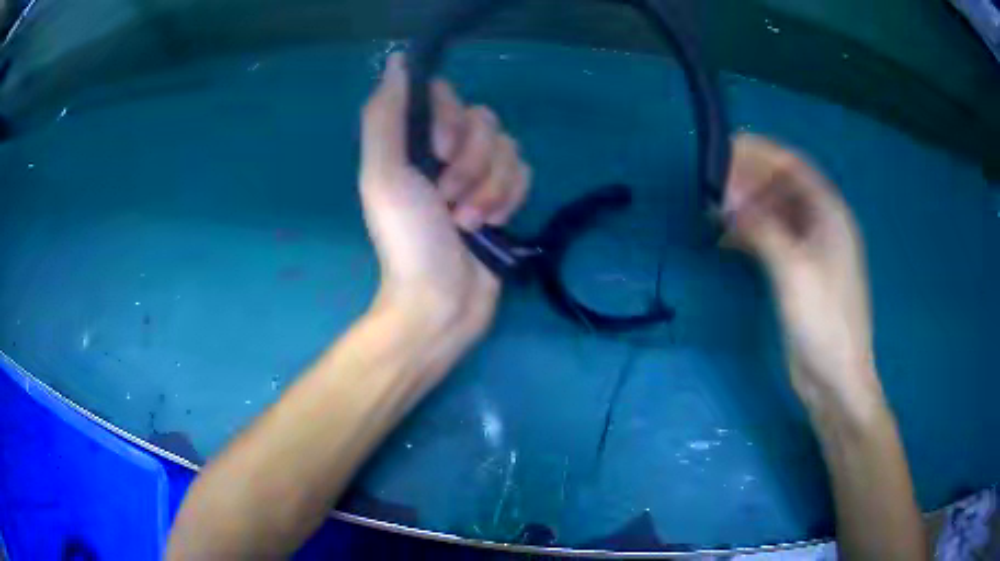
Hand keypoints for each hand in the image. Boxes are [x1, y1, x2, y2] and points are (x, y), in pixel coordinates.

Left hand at [360, 53, 530, 345]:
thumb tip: (398, 61)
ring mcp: (478, 174)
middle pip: (484, 121)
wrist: (441, 300)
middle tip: (449, 201)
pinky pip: (525, 173)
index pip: (446, 95)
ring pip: (508, 148)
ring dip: (489, 188)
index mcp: (413, 142)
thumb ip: (385, 116)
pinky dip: (509, 199)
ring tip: (468, 223)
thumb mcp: (384, 175)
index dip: (451, 118)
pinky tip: (491, 226)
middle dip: (471, 164)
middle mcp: (446, 151)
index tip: (438, 152)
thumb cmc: (407, 239)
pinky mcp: (505, 196)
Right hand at [721, 135, 878, 405]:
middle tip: (714, 188)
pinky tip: (728, 241)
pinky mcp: (799, 273)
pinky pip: (773, 240)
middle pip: (783, 187)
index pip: (793, 167)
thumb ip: (762, 230)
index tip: (726, 150)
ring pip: (776, 214)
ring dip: (748, 208)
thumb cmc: (824, 321)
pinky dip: (751, 234)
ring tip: (716, 212)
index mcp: (830, 215)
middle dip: (749, 182)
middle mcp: (822, 225)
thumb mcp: (794, 271)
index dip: (761, 154)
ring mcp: (811, 250)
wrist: (835, 377)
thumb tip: (728, 205)